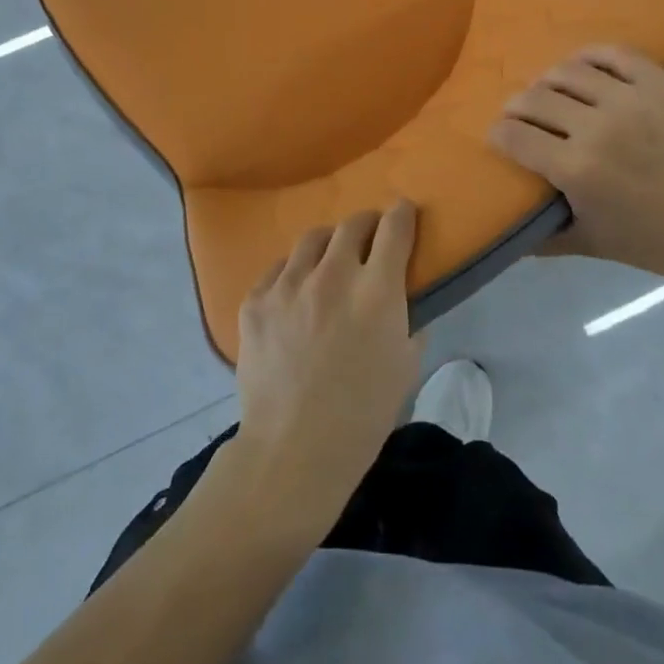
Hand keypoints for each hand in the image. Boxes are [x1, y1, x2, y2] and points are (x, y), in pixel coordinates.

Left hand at [232, 201, 424, 537]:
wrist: (292, 452)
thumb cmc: (362, 416)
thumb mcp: (405, 367)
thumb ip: (408, 320)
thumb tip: (401, 295)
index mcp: (376, 291)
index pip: (394, 228)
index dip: (402, 214)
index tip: (403, 211)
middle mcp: (333, 275)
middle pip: (352, 224)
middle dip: (366, 225)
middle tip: (368, 238)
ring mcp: (289, 285)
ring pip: (312, 239)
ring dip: (328, 244)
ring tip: (328, 260)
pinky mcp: (256, 300)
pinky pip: (278, 269)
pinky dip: (293, 273)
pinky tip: (295, 294)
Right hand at [489, 45, 663, 280]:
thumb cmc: (654, 240)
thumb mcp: (591, 245)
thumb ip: (544, 238)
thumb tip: (509, 234)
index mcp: (576, 169)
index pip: (515, 136)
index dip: (498, 134)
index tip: (498, 135)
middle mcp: (596, 127)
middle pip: (534, 99)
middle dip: (516, 106)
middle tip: (518, 115)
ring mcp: (629, 99)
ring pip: (568, 72)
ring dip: (547, 81)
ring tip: (548, 91)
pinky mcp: (658, 83)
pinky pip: (613, 54)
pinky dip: (589, 55)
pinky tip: (581, 65)